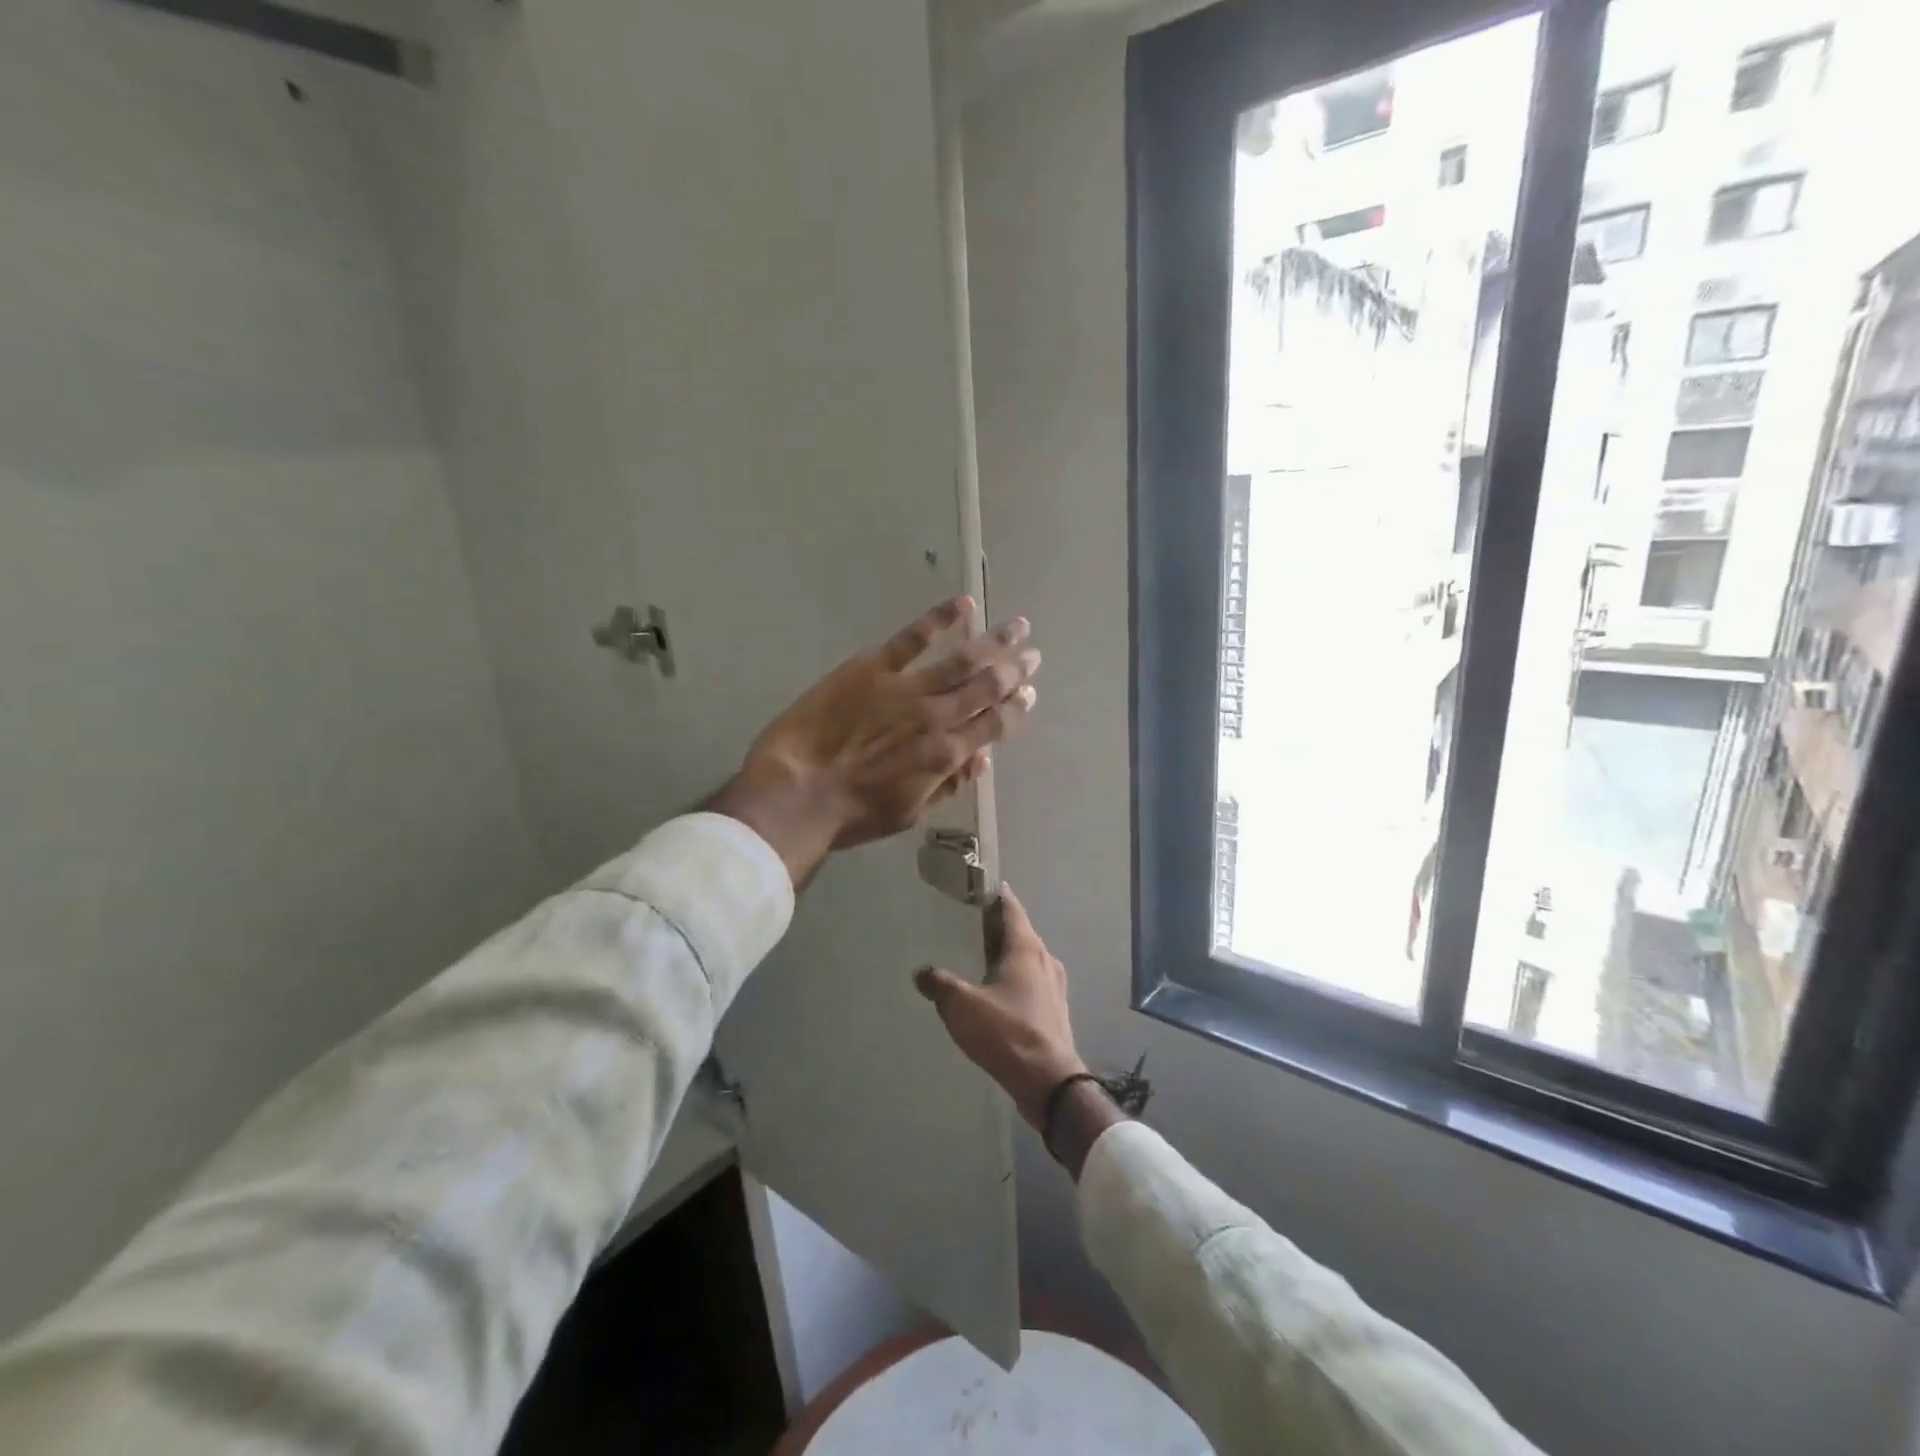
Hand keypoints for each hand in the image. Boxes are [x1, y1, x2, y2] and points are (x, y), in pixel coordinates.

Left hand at [710, 597, 1039, 886]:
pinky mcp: (873, 667)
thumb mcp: (909, 812)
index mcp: (947, 755)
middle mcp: (938, 716)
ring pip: (962, 659)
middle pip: (987, 686)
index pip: (996, 724)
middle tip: (1033, 653)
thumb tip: (982, 759)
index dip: (1017, 707)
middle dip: (1015, 668)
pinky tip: (964, 604)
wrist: (797, 794)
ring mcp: (907, 688)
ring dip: (994, 641)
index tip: (1031, 692)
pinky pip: (913, 638)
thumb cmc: (852, 814)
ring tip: (1017, 625)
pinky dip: (941, 619)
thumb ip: (948, 784)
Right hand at [913, 888, 1085, 1132]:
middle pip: (1021, 933)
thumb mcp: (962, 1006)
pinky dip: (1016, 979)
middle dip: (999, 926)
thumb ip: (939, 985)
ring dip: (1008, 955)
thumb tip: (921, 972)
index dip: (998, 895)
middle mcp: (1045, 960)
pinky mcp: (1055, 1011)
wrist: (1050, 1082)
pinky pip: (1033, 983)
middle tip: (972, 923)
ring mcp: (1055, 987)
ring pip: (1028, 959)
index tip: (983, 886)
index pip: (1012, 909)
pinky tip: (998, 993)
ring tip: (982, 958)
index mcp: (1026, 948)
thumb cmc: (1006, 1033)